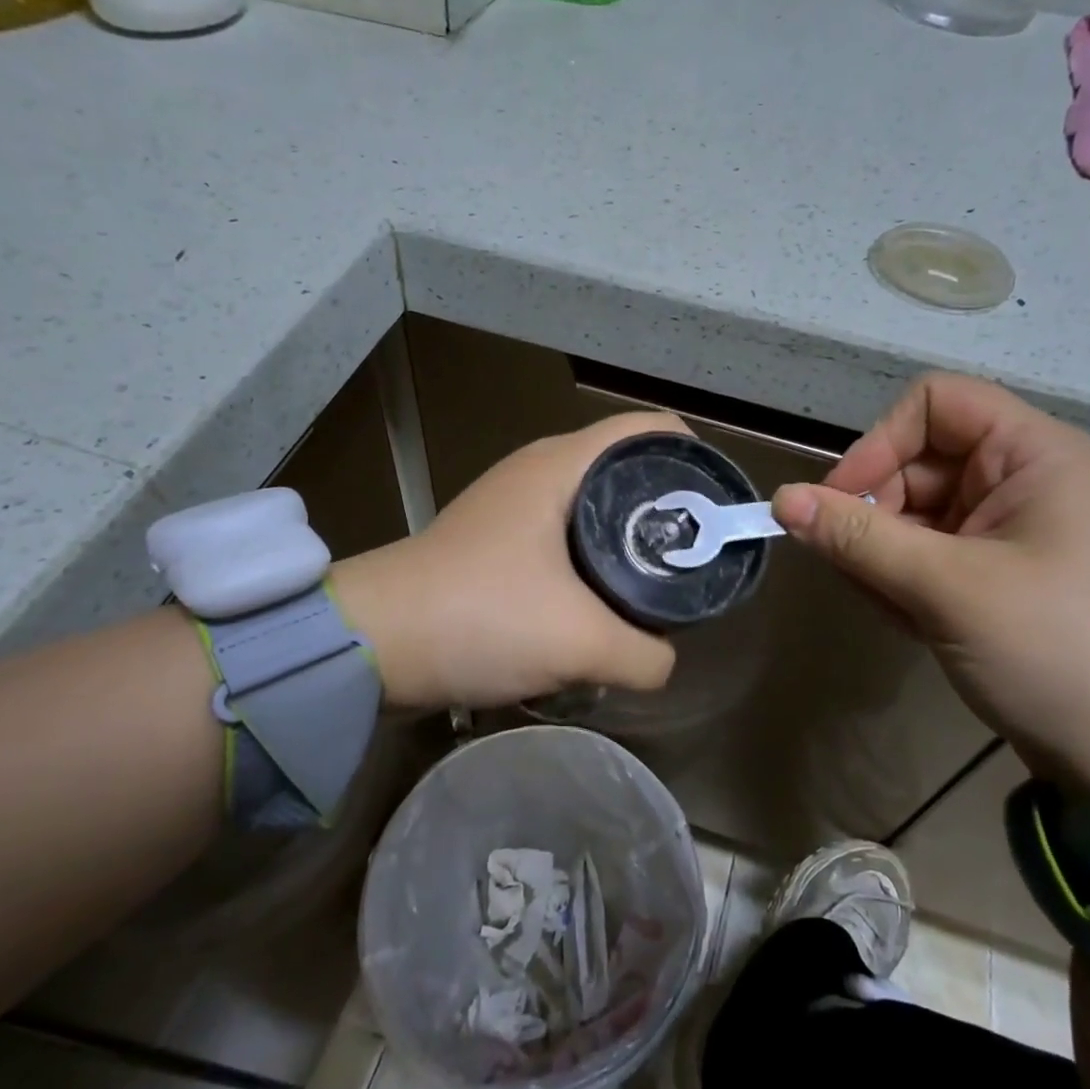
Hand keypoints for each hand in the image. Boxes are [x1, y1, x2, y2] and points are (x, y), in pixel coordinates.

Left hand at [329, 412, 687, 710]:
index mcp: (561, 464)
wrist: (372, 644)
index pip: (649, 429)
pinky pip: (563, 540)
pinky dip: (591, 564)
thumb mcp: (580, 642)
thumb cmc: (480, 616)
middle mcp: (539, 471)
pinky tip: (601, 607)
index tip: (717, 510)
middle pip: (627, 470)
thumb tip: (663, 660)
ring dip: (627, 543)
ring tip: (656, 588)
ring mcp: (513, 506)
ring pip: (594, 508)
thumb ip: (645, 654)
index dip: (695, 458)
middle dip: (668, 510)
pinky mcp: (496, 542)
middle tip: (695, 559)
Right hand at [773, 374, 1089, 799]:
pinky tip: (911, 622)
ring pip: (920, 514)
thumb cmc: (1057, 650)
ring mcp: (1016, 531)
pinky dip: (909, 579)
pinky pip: (936, 554)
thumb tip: (781, 499)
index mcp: (1033, 454)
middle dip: (876, 512)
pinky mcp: (1007, 576)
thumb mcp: (947, 588)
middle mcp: (1025, 480)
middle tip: (855, 570)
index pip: (934, 405)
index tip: (840, 502)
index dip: (879, 443)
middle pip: (919, 463)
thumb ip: (857, 538)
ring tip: (892, 608)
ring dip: (886, 554)